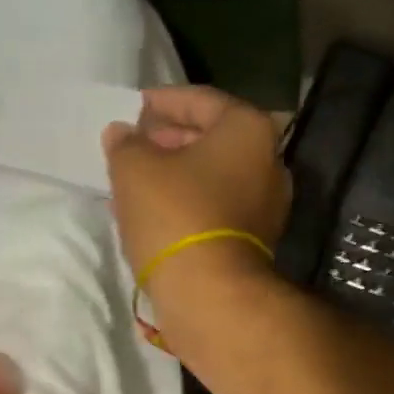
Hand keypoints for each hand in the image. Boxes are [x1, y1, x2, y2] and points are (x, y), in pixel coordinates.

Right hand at [102, 86, 291, 303]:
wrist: (211, 294)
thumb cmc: (176, 214)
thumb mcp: (135, 168)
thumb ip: (126, 143)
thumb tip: (123, 134)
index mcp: (249, 130)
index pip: (202, 100)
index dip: (164, 101)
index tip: (135, 108)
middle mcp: (270, 163)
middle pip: (212, 140)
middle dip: (169, 141)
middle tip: (134, 145)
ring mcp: (268, 207)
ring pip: (213, 178)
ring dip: (175, 177)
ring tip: (135, 181)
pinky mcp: (256, 242)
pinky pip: (217, 209)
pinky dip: (188, 204)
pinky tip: (154, 213)